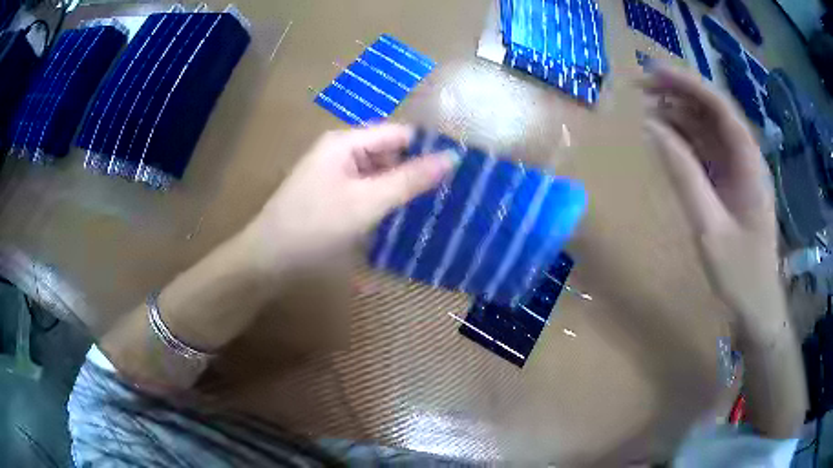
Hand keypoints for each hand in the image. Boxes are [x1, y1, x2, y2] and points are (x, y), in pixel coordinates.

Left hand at [244, 124, 454, 276]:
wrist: (267, 261)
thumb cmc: (315, 227)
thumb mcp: (366, 202)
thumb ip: (409, 179)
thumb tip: (452, 157)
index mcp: (345, 142)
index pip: (398, 134)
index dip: (427, 149)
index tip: (458, 172)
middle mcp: (340, 153)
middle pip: (388, 154)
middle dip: (415, 173)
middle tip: (448, 197)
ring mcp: (334, 176)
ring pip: (378, 176)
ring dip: (400, 191)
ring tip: (431, 211)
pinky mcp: (332, 198)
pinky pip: (366, 193)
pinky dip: (383, 204)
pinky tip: (400, 221)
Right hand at [642, 65, 784, 332]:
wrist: (757, 308)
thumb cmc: (740, 274)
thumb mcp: (710, 228)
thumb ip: (684, 175)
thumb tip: (653, 129)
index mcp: (750, 163)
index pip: (720, 107)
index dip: (688, 84)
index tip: (654, 72)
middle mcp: (746, 158)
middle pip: (713, 112)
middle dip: (680, 93)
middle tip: (642, 87)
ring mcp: (738, 171)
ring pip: (709, 129)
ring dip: (680, 114)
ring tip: (647, 106)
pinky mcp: (730, 185)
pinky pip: (707, 151)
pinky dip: (685, 140)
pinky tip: (665, 136)